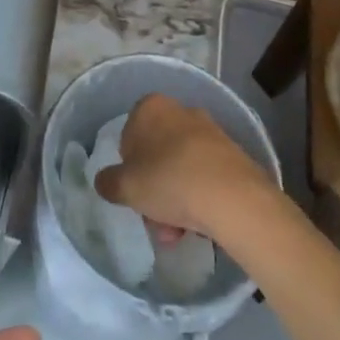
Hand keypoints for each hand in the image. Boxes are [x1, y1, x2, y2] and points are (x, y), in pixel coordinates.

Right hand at [92, 93, 280, 240]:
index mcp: (151, 107)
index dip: (128, 167)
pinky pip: (205, 175)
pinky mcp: (233, 154)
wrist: (233, 197)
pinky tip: (199, 225)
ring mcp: (210, 131)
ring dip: (175, 199)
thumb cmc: (169, 181)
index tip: (134, 191)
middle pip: (157, 154)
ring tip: (178, 232)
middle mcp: (181, 110)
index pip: (128, 135)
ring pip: (181, 167)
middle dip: (154, 189)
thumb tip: (106, 181)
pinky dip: (199, 197)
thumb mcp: (125, 186)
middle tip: (155, 219)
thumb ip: (108, 182)